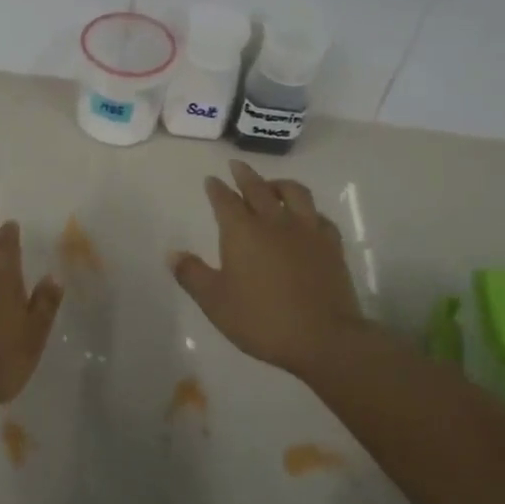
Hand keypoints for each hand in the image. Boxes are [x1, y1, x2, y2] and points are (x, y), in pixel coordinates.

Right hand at [171, 160, 365, 375]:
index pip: (225, 200)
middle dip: (244, 175)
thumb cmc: (262, 320)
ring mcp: (307, 231)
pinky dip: (309, 211)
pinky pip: (320, 216)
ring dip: (279, 184)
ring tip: (272, 184)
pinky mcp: (331, 245)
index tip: (211, 180)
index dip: (216, 189)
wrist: (323, 338)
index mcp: (242, 231)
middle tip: (237, 165)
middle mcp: (274, 222)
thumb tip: (173, 254)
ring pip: (294, 193)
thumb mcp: (215, 302)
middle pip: (258, 188)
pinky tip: (307, 217)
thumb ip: (192, 275)